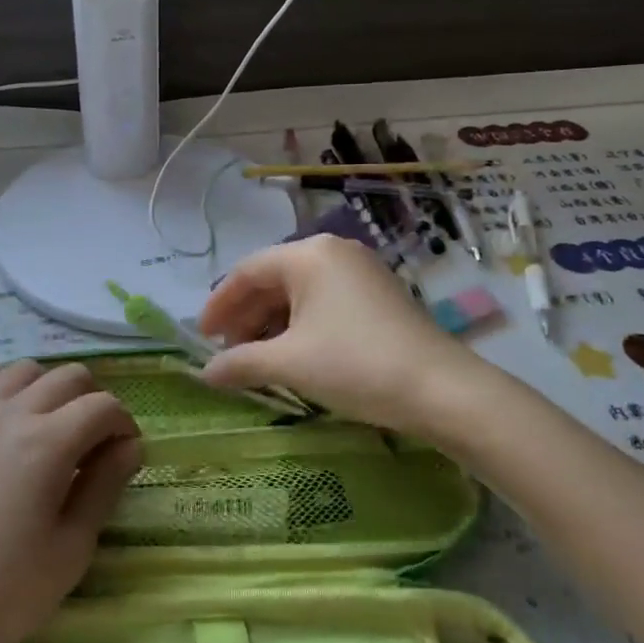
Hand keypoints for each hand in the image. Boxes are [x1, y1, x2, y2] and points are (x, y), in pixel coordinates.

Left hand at [0, 361, 140, 642]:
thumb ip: (105, 485)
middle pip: (69, 376)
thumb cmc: (7, 590)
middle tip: (93, 445)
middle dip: (94, 402)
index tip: (125, 455)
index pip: (103, 406)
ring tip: (50, 428)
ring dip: (47, 388)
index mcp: (48, 442)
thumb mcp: (73, 546)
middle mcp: (11, 413)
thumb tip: (131, 445)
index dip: (124, 425)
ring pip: (22, 370)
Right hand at [198, 236, 481, 434]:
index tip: (202, 338)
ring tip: (255, 358)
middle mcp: (334, 253)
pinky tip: (292, 354)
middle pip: (273, 279)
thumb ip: (240, 363)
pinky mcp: (378, 296)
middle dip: (245, 316)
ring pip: (299, 292)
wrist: (441, 390)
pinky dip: (300, 326)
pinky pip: (324, 302)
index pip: (247, 271)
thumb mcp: (290, 363)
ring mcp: (360, 272)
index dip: (219, 304)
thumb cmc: (355, 365)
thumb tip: (205, 374)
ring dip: (271, 324)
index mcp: (309, 255)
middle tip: (227, 353)